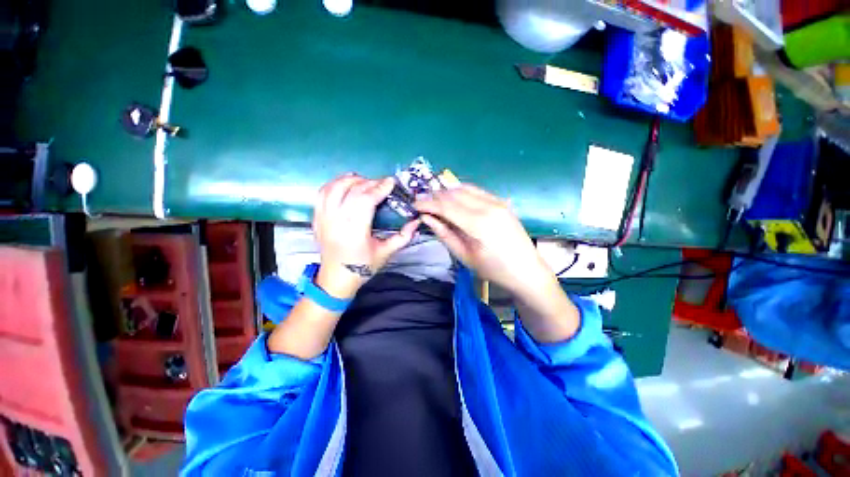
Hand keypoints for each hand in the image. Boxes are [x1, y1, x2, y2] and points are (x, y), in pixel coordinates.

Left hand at [313, 173, 419, 299]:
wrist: (336, 278)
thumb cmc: (362, 267)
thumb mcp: (386, 253)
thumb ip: (403, 237)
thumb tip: (416, 222)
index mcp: (354, 231)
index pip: (366, 200)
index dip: (379, 188)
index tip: (391, 182)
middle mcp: (336, 221)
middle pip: (352, 190)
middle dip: (370, 182)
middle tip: (382, 184)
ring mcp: (323, 218)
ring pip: (334, 187)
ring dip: (351, 180)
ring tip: (364, 181)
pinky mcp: (316, 217)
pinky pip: (322, 193)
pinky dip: (334, 184)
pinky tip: (345, 184)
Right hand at [415, 184, 579, 341]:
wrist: (526, 270)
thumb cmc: (493, 269)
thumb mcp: (464, 256)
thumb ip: (444, 233)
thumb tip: (426, 217)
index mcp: (479, 223)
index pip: (446, 205)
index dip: (427, 203)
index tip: (414, 205)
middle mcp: (488, 206)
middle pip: (454, 193)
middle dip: (435, 196)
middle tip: (422, 203)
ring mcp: (497, 201)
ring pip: (465, 188)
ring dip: (447, 193)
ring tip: (436, 202)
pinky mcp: (501, 202)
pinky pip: (476, 191)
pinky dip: (461, 193)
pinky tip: (454, 201)